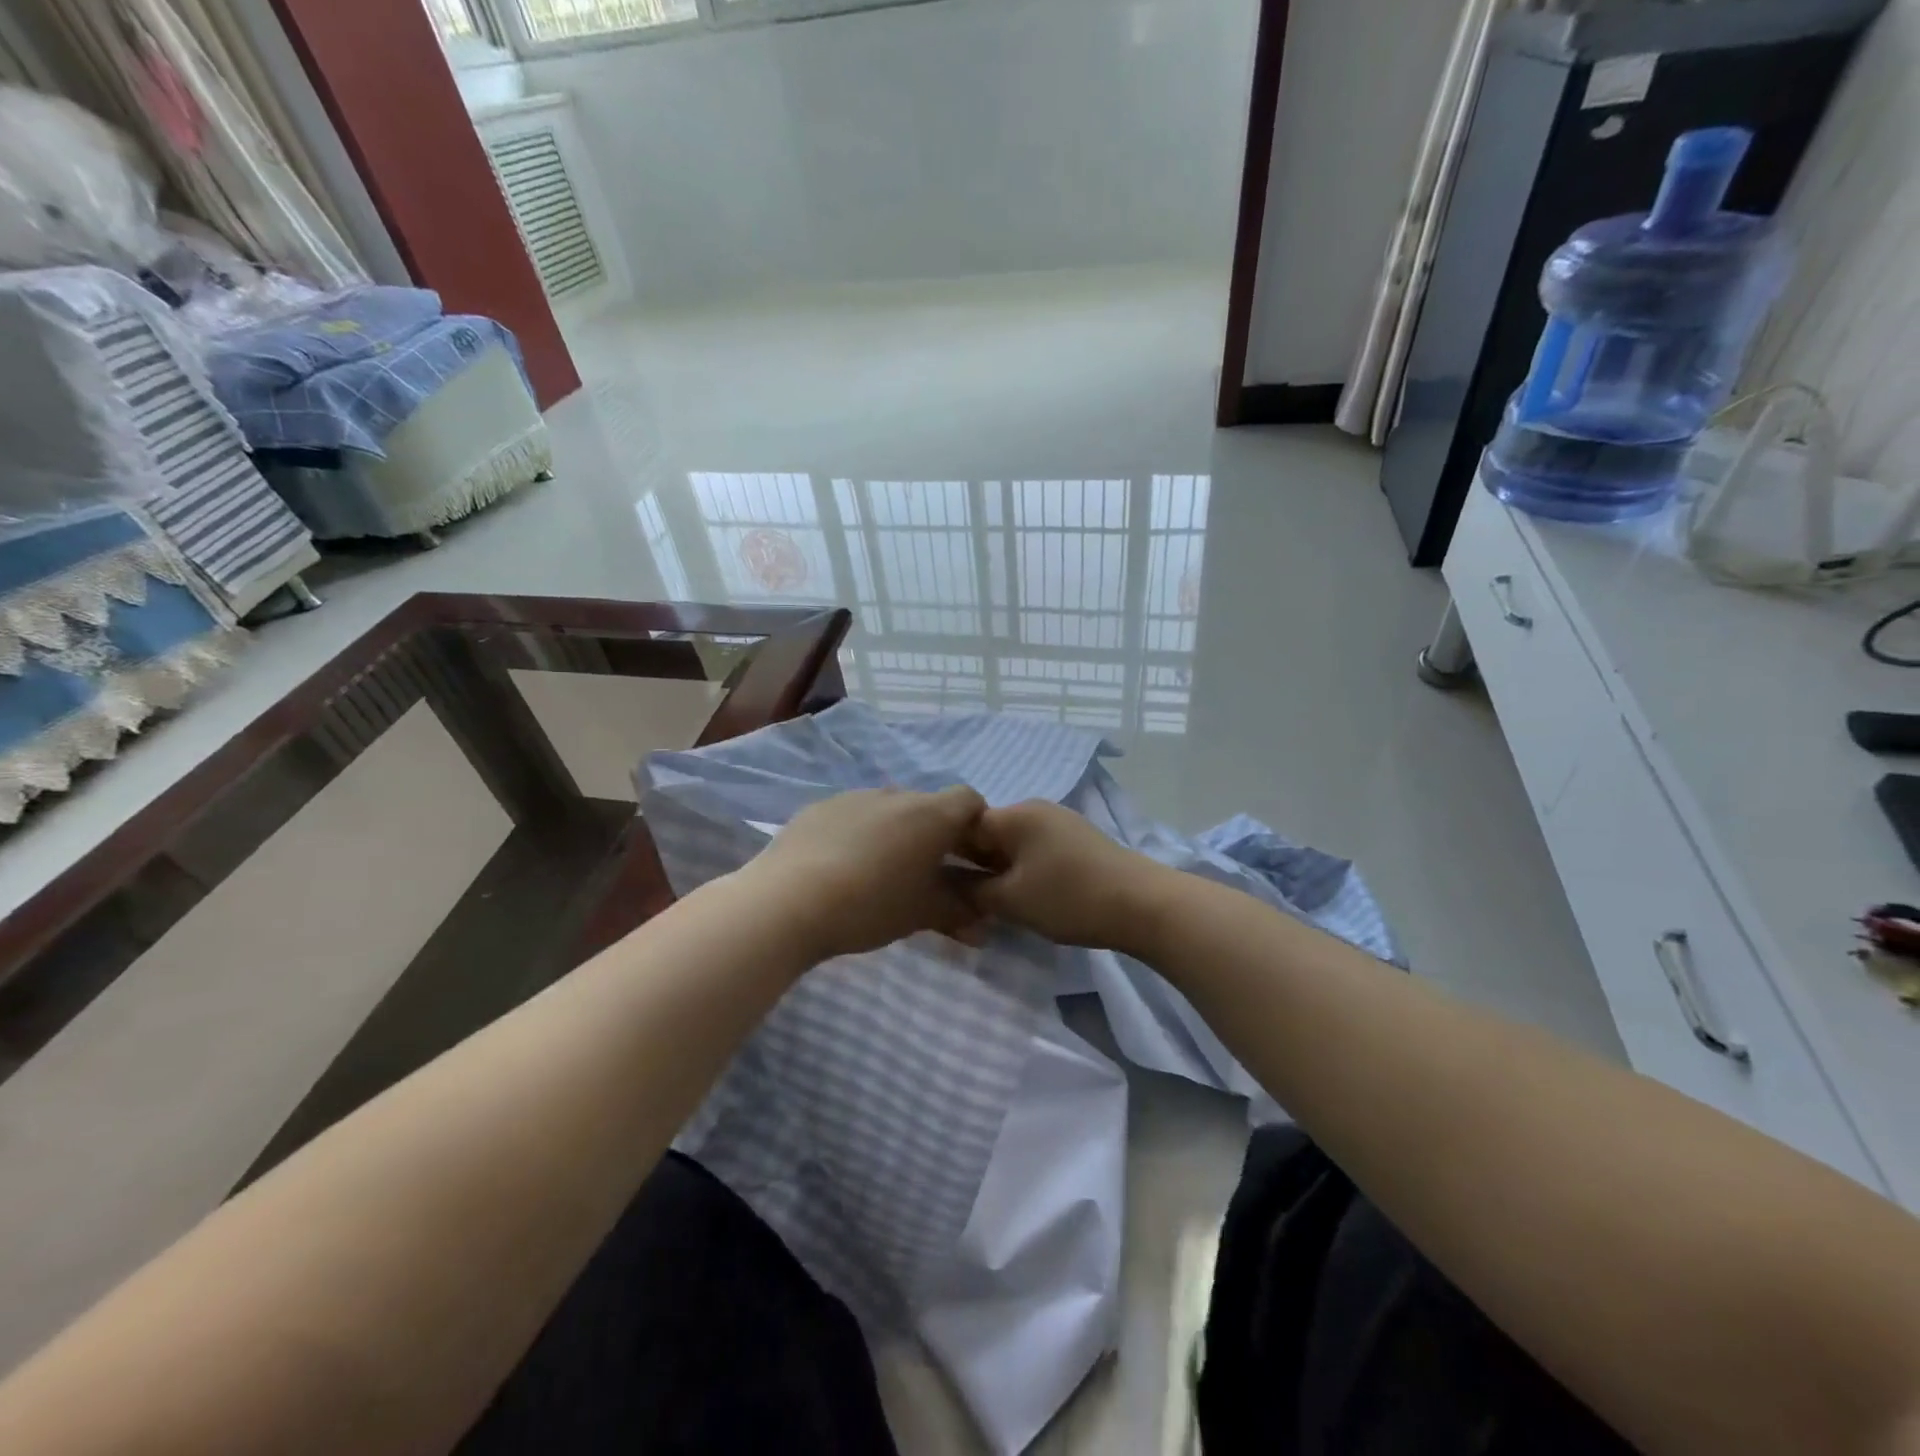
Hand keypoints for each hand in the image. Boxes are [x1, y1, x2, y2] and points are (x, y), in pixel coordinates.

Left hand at [742, 786, 988, 960]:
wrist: (787, 901)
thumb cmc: (870, 905)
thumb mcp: (922, 914)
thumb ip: (959, 912)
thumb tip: (983, 924)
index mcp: (931, 814)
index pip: (970, 801)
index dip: (976, 827)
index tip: (968, 861)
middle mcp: (896, 794)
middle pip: (928, 806)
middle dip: (934, 835)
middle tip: (925, 876)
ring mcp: (854, 797)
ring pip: (889, 810)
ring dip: (895, 834)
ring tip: (879, 876)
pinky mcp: (820, 807)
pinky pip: (854, 816)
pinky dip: (859, 834)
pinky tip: (842, 868)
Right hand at [965, 800, 1169, 950]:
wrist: (1143, 905)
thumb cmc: (1069, 897)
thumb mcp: (1011, 900)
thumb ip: (971, 891)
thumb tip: (945, 886)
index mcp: (1014, 814)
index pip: (962, 826)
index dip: (946, 856)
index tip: (936, 886)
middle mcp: (1035, 809)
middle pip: (988, 834)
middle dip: (973, 866)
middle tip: (961, 901)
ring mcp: (1059, 823)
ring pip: (1012, 845)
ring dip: (999, 872)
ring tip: (991, 904)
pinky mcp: (1077, 842)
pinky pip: (1034, 852)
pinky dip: (1022, 872)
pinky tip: (1024, 897)